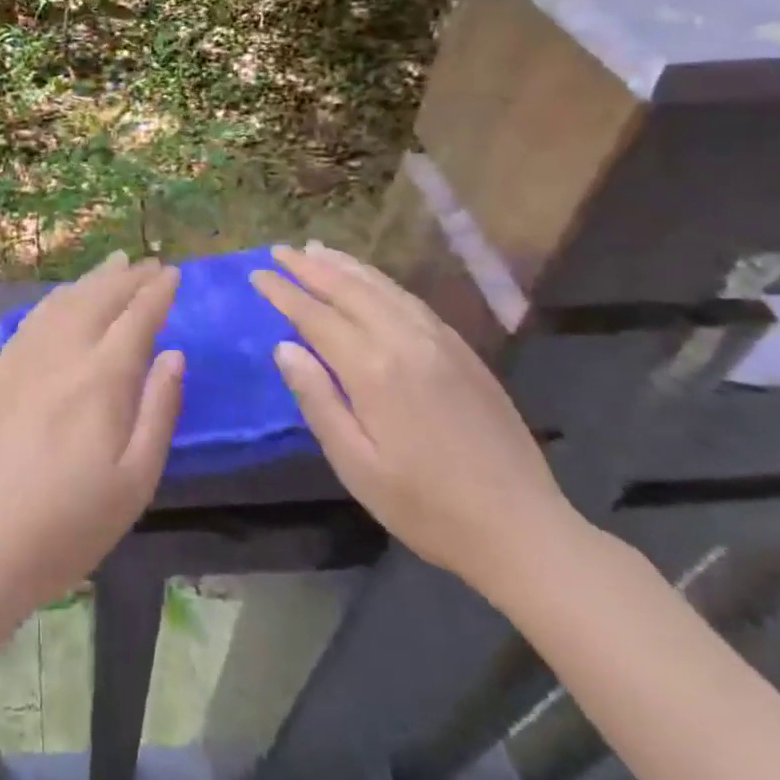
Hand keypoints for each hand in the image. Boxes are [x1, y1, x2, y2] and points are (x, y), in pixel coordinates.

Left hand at [0, 252, 184, 612]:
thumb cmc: (69, 523)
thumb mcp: (136, 480)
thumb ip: (159, 410)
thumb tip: (173, 354)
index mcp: (102, 377)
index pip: (136, 318)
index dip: (157, 293)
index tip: (173, 274)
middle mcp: (62, 353)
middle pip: (99, 298)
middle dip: (128, 277)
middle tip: (149, 264)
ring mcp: (23, 357)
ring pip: (63, 301)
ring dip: (93, 279)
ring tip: (113, 265)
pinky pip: (33, 317)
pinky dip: (58, 298)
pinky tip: (64, 299)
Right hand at [251, 242, 579, 592]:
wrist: (521, 529)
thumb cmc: (425, 506)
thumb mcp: (355, 464)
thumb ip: (317, 400)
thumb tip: (285, 348)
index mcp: (373, 369)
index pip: (316, 316)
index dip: (284, 292)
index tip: (257, 275)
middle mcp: (406, 341)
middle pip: (349, 289)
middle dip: (310, 267)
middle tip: (279, 251)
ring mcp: (440, 341)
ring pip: (383, 288)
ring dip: (345, 266)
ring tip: (316, 250)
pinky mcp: (463, 351)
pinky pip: (412, 300)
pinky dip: (381, 281)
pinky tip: (370, 281)